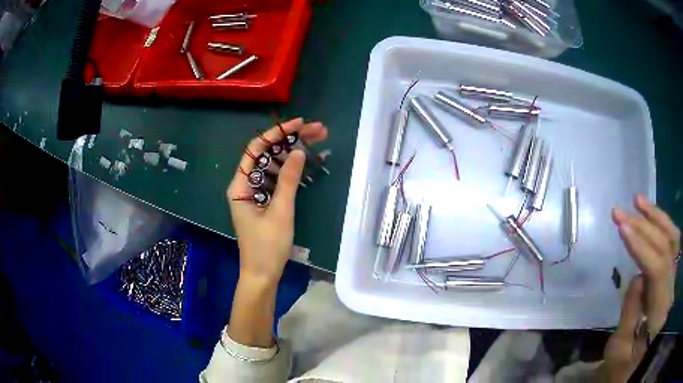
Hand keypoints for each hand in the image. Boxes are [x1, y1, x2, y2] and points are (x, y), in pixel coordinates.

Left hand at [226, 118, 327, 283]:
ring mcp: (256, 193)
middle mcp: (245, 184)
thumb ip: (288, 180)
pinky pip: (277, 179)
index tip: (299, 124)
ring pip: (274, 165)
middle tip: (318, 130)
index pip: (256, 149)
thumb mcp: (280, 212)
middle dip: (291, 140)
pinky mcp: (265, 201)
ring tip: (319, 139)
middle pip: (267, 154)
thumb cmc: (267, 247)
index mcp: (240, 185)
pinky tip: (310, 161)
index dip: (277, 133)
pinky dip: (292, 170)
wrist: (262, 275)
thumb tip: (299, 151)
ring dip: (294, 152)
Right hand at [600, 196, 679, 381]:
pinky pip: (672, 245)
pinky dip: (663, 226)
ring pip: (672, 240)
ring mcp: (673, 281)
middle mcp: (670, 290)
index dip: (642, 247)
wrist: (640, 367)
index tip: (622, 228)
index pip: (658, 269)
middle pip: (665, 248)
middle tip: (619, 213)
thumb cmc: (626, 367)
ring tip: (638, 202)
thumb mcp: (620, 351)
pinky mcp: (671, 277)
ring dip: (657, 218)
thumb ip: (630, 314)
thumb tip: (636, 276)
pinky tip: (652, 217)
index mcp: (660, 312)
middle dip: (644, 227)